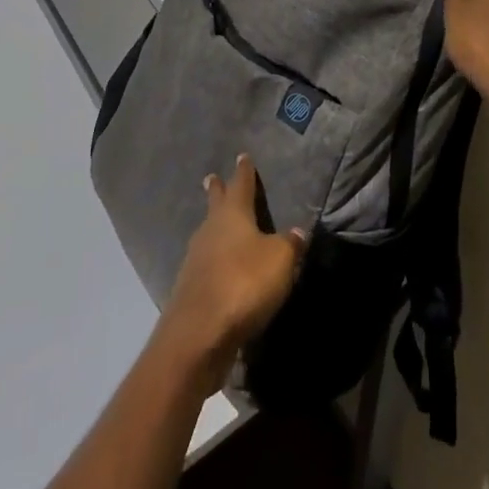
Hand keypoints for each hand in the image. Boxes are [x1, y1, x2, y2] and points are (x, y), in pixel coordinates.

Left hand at [160, 154, 307, 388]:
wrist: (199, 333)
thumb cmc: (243, 283)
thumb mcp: (279, 261)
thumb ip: (289, 244)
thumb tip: (298, 231)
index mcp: (233, 214)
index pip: (241, 184)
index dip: (244, 171)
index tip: (242, 155)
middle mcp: (211, 229)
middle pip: (215, 203)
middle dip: (217, 190)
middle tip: (212, 177)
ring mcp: (196, 258)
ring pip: (208, 232)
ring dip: (213, 225)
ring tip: (218, 223)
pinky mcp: (190, 288)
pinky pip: (205, 262)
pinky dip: (213, 258)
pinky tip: (219, 266)